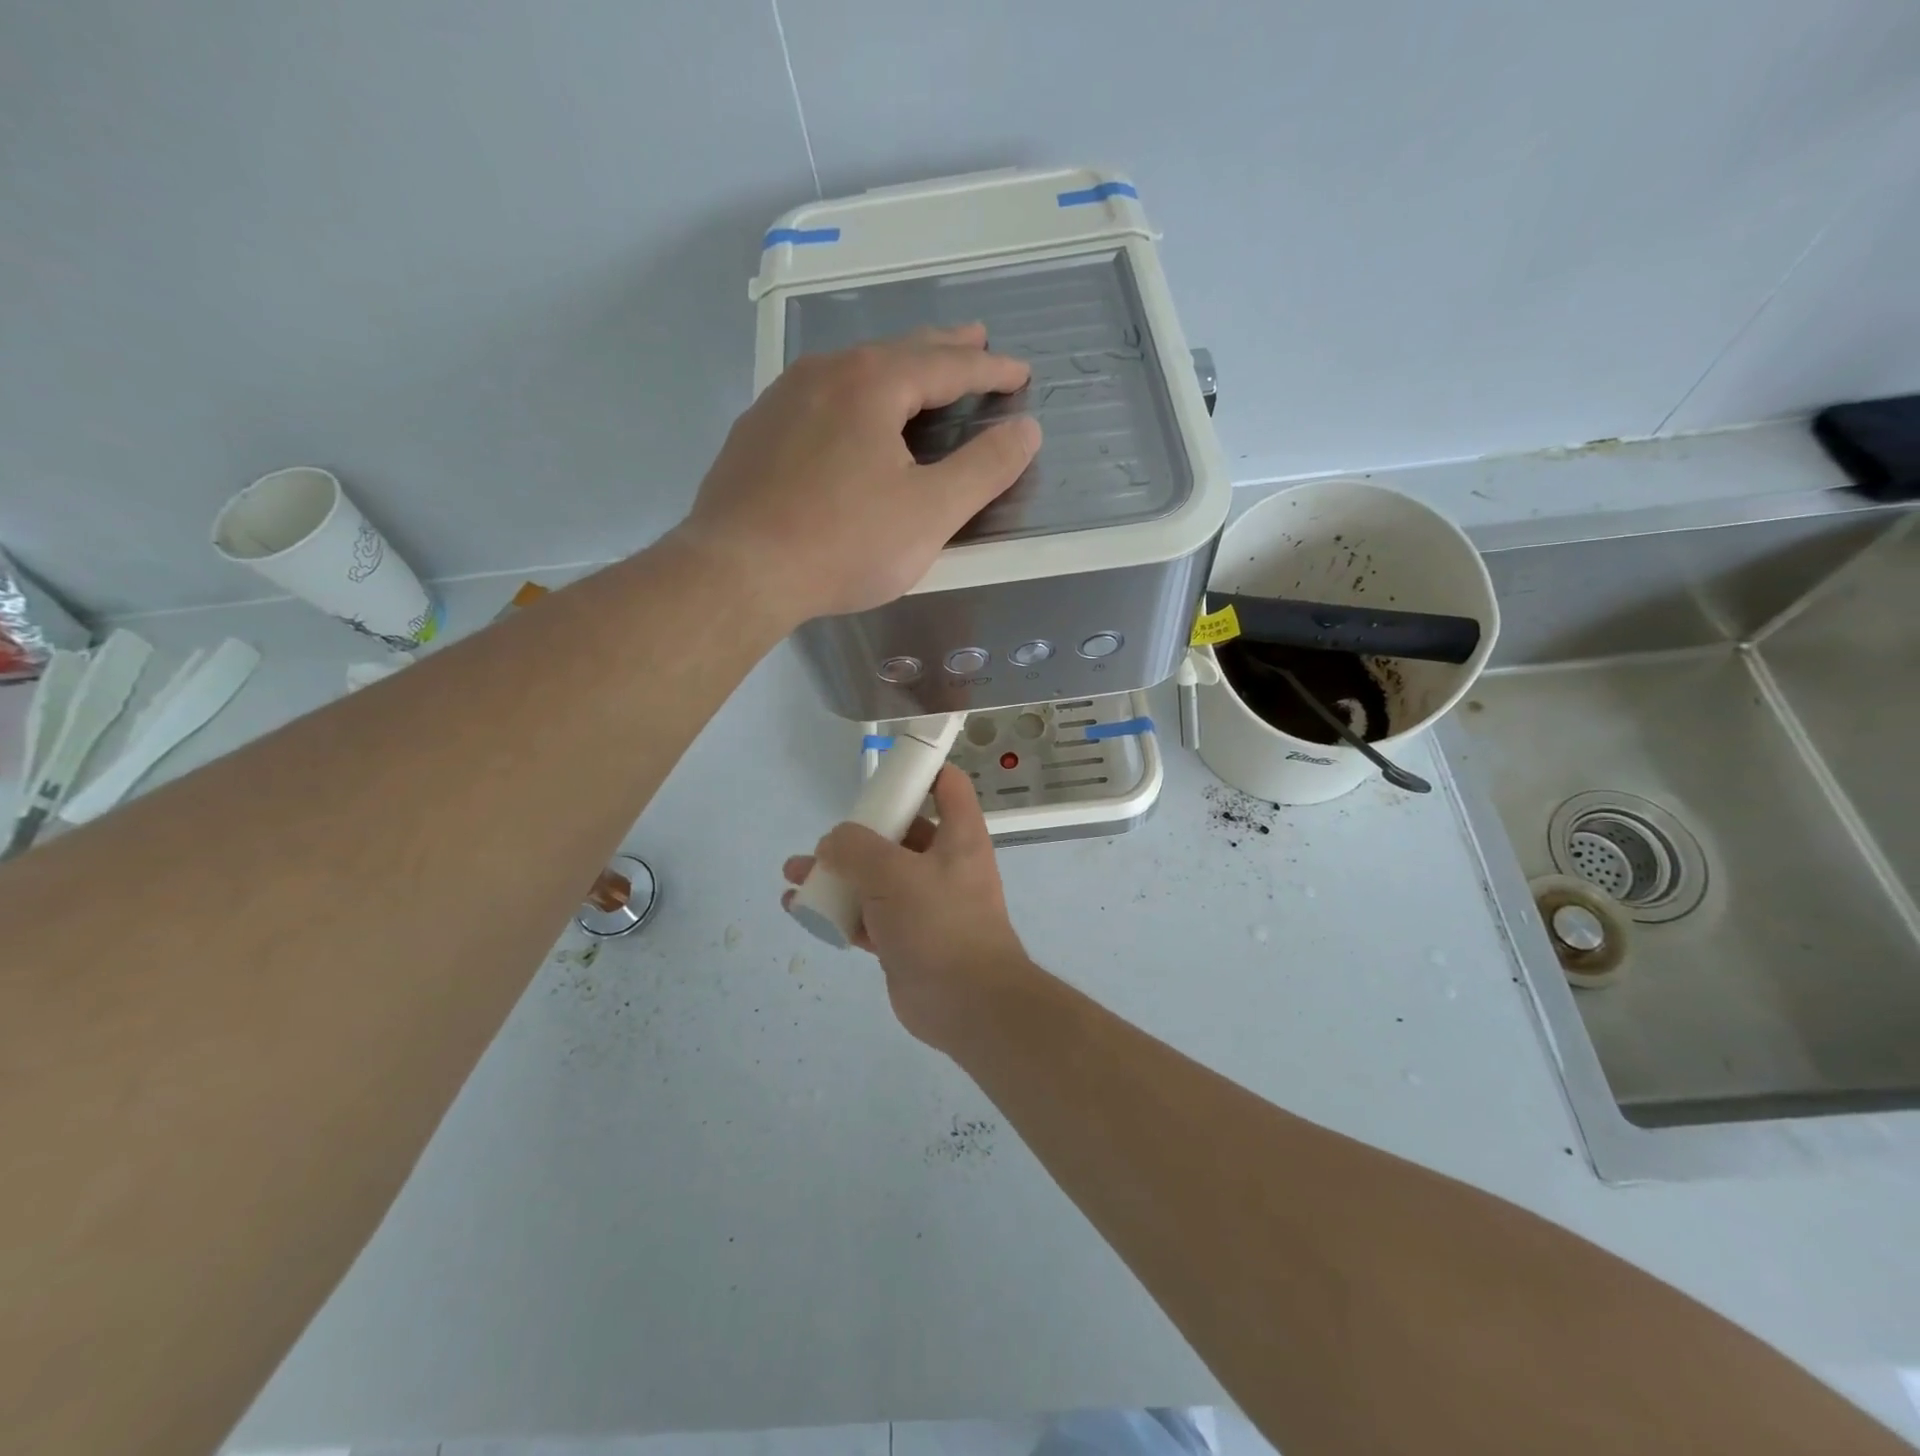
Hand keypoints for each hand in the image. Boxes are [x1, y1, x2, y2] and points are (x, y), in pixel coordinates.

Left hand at [678, 324, 1040, 624]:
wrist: (738, 572)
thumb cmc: (844, 543)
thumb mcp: (930, 512)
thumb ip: (985, 469)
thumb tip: (1027, 429)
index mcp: (872, 383)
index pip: (946, 365)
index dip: (989, 369)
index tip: (1020, 372)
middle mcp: (823, 374)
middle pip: (897, 352)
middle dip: (943, 349)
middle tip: (976, 340)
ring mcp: (781, 400)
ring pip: (852, 372)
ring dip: (894, 369)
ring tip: (917, 376)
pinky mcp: (755, 434)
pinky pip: (818, 399)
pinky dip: (852, 398)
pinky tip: (849, 418)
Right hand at [782, 765, 1032, 1050]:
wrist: (966, 1004)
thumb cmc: (940, 924)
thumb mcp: (894, 874)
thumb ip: (856, 849)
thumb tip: (832, 843)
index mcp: (958, 836)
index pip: (946, 785)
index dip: (920, 769)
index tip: (883, 769)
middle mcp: (943, 863)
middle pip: (900, 831)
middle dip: (858, 832)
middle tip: (824, 840)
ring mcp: (923, 903)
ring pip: (875, 876)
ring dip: (838, 873)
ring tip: (796, 873)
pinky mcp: (904, 937)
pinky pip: (865, 914)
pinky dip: (837, 910)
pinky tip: (801, 909)